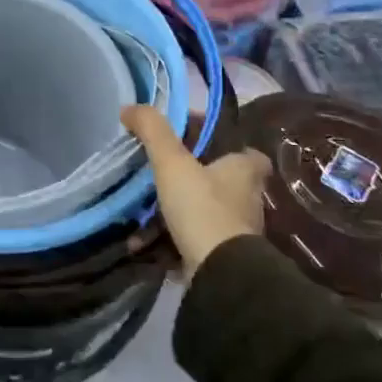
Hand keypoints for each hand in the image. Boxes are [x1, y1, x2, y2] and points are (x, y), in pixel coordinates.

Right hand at [123, 105, 271, 277]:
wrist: (219, 274)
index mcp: (244, 172)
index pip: (250, 154)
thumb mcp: (172, 161)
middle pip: (222, 184)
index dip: (229, 147)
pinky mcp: (223, 260)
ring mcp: (237, 234)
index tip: (199, 146)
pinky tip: (143, 246)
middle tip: (161, 178)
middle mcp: (247, 200)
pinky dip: (169, 244)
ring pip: (204, 215)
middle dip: (193, 182)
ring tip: (141, 216)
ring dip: (174, 216)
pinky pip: (193, 244)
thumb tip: (131, 108)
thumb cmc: (202, 208)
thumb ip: (152, 130)